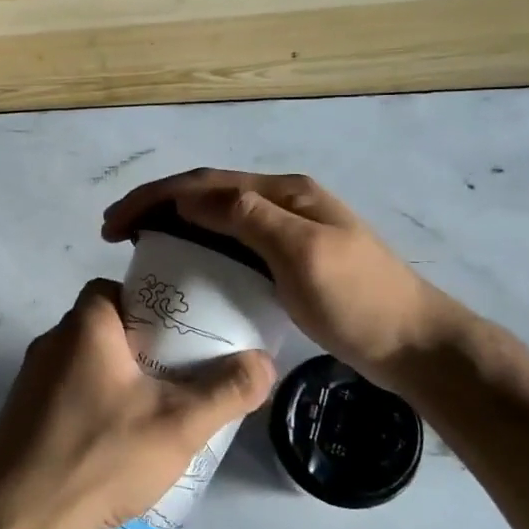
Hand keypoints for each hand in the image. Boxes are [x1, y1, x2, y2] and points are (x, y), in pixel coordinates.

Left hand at [0, 280, 274, 528]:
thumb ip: (225, 391)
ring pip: (87, 364)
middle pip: (105, 327)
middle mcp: (51, 343)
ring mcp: (30, 381)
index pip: (116, 288)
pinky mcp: (21, 416)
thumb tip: (264, 361)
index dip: (151, 303)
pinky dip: (95, 405)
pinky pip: (68, 395)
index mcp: (84, 327)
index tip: (181, 332)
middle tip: (180, 375)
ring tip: (156, 412)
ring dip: (120, 379)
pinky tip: (116, 444)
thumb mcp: (177, 425)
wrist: (16, 520)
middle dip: (144, 346)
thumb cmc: (99, 456)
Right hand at [102, 169, 457, 381]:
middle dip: (157, 204)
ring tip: (138, 243)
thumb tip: (190, 197)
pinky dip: (199, 245)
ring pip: (217, 217)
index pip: (205, 183)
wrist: (415, 345)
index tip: (114, 223)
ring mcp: (287, 232)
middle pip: (207, 193)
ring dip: (174, 222)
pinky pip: (231, 243)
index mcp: (284, 193)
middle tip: (115, 231)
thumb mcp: (302, 253)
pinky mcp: (288, 261)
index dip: (155, 196)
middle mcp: (282, 203)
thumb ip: (248, 218)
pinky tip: (184, 263)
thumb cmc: (359, 300)